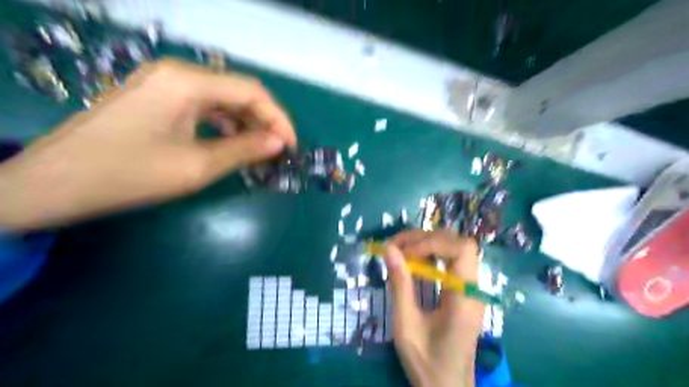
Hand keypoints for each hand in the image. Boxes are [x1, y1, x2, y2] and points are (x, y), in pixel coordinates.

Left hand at [0, 58, 292, 229]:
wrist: (54, 184)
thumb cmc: (129, 174)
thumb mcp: (197, 166)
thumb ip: (244, 150)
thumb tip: (280, 143)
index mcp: (187, 82)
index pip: (251, 92)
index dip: (278, 119)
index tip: (292, 146)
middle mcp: (177, 73)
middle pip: (237, 92)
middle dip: (263, 121)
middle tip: (278, 150)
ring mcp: (163, 84)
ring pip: (221, 99)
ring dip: (245, 123)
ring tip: (259, 150)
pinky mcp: (155, 98)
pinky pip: (202, 106)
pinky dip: (223, 124)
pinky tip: (231, 142)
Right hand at [382, 230, 483, 386]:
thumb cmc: (427, 362)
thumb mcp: (406, 326)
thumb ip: (400, 285)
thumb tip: (389, 248)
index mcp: (465, 298)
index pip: (462, 249)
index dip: (433, 243)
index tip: (405, 253)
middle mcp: (473, 288)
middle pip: (458, 243)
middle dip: (425, 239)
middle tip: (396, 247)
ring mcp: (470, 288)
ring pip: (454, 248)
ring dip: (426, 243)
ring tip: (400, 250)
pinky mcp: (463, 290)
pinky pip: (449, 261)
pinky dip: (429, 254)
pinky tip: (412, 261)